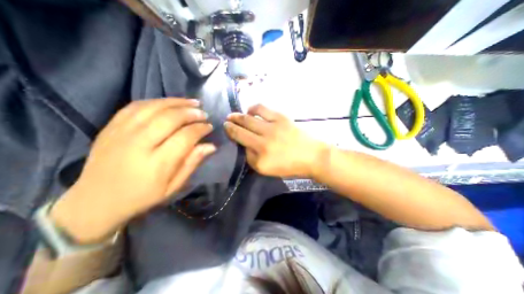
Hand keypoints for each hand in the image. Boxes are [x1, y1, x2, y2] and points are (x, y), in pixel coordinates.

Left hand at [51, 99, 214, 242]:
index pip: (185, 137)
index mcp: (157, 163)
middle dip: (191, 113)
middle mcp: (139, 144)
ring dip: (177, 102)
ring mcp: (121, 133)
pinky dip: (157, 101)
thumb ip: (192, 163)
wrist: (95, 202)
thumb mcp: (173, 186)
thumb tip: (211, 146)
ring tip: (192, 102)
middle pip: (170, 118)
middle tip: (204, 113)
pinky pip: (136, 106)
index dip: (200, 129)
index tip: (209, 127)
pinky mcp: (111, 127)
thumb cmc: (142, 196)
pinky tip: (169, 102)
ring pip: (154, 108)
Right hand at [224, 106, 326, 178]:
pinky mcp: (281, 118)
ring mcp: (272, 127)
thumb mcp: (267, 169)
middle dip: (231, 123)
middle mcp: (263, 140)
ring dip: (239, 115)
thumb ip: (252, 157)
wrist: (312, 156)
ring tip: (234, 115)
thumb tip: (245, 144)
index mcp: (260, 156)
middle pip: (242, 128)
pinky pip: (262, 109)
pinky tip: (250, 110)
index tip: (226, 128)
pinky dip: (253, 108)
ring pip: (249, 118)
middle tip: (226, 120)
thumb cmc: (290, 166)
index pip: (240, 141)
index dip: (231, 133)